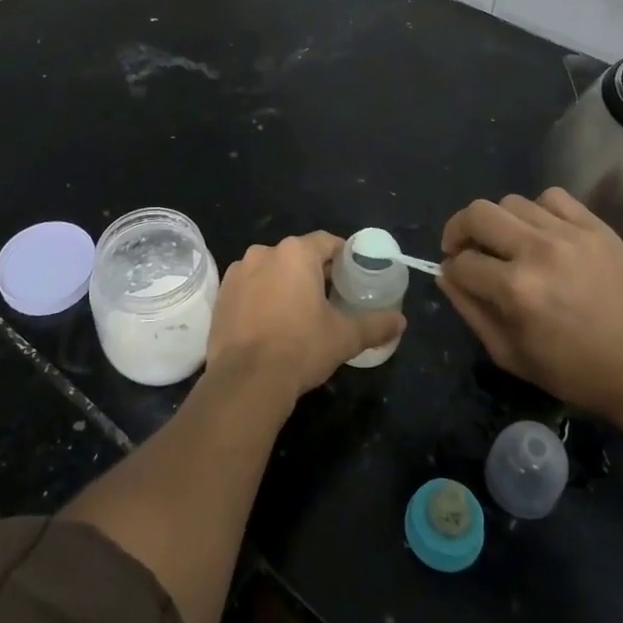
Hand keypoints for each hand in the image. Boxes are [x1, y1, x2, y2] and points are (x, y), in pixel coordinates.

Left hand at [206, 232, 405, 405]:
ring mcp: (238, 272)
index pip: (327, 242)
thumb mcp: (345, 337)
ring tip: (298, 314)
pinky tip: (270, 324)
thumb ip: (375, 324)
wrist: (246, 380)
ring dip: (285, 284)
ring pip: (271, 270)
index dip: (343, 257)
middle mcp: (264, 252)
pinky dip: (261, 298)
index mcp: (295, 253)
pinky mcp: (222, 294)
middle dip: (314, 272)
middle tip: (330, 299)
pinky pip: (249, 288)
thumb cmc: (301, 348)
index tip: (353, 277)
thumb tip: (401, 321)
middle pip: (297, 256)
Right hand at [439, 189, 622, 421]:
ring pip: (511, 202)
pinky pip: (553, 197)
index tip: (458, 277)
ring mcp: (570, 234)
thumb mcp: (510, 355)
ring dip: (499, 222)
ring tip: (507, 243)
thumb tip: (445, 275)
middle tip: (464, 248)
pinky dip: (538, 210)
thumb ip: (470, 311)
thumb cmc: (575, 372)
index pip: (461, 262)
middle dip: (459, 231)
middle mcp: (538, 252)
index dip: (452, 271)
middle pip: (477, 214)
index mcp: (515, 290)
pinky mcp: (596, 227)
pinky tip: (542, 233)